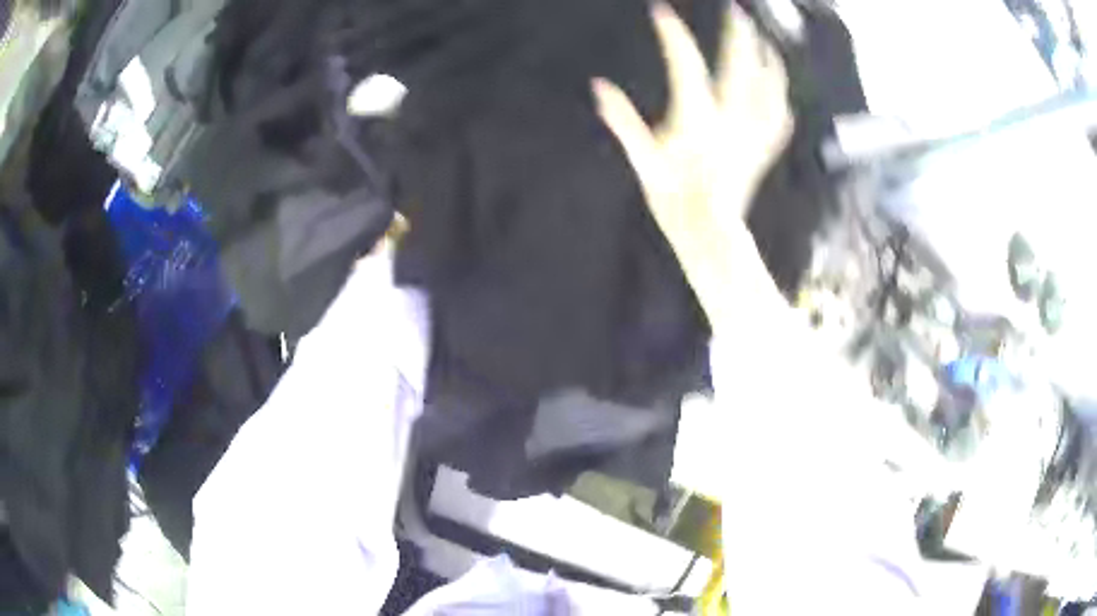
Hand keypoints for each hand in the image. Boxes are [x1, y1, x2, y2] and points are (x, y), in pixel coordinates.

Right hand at [593, 3, 792, 328]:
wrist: (709, 233)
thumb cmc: (673, 199)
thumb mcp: (642, 160)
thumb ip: (623, 121)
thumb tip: (599, 88)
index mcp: (697, 118)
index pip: (685, 64)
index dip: (672, 35)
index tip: (661, 12)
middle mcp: (730, 120)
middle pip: (740, 66)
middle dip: (738, 34)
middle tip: (737, 11)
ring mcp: (752, 134)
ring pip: (769, 89)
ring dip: (769, 61)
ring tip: (767, 43)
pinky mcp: (763, 150)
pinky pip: (779, 120)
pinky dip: (781, 102)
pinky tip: (781, 93)